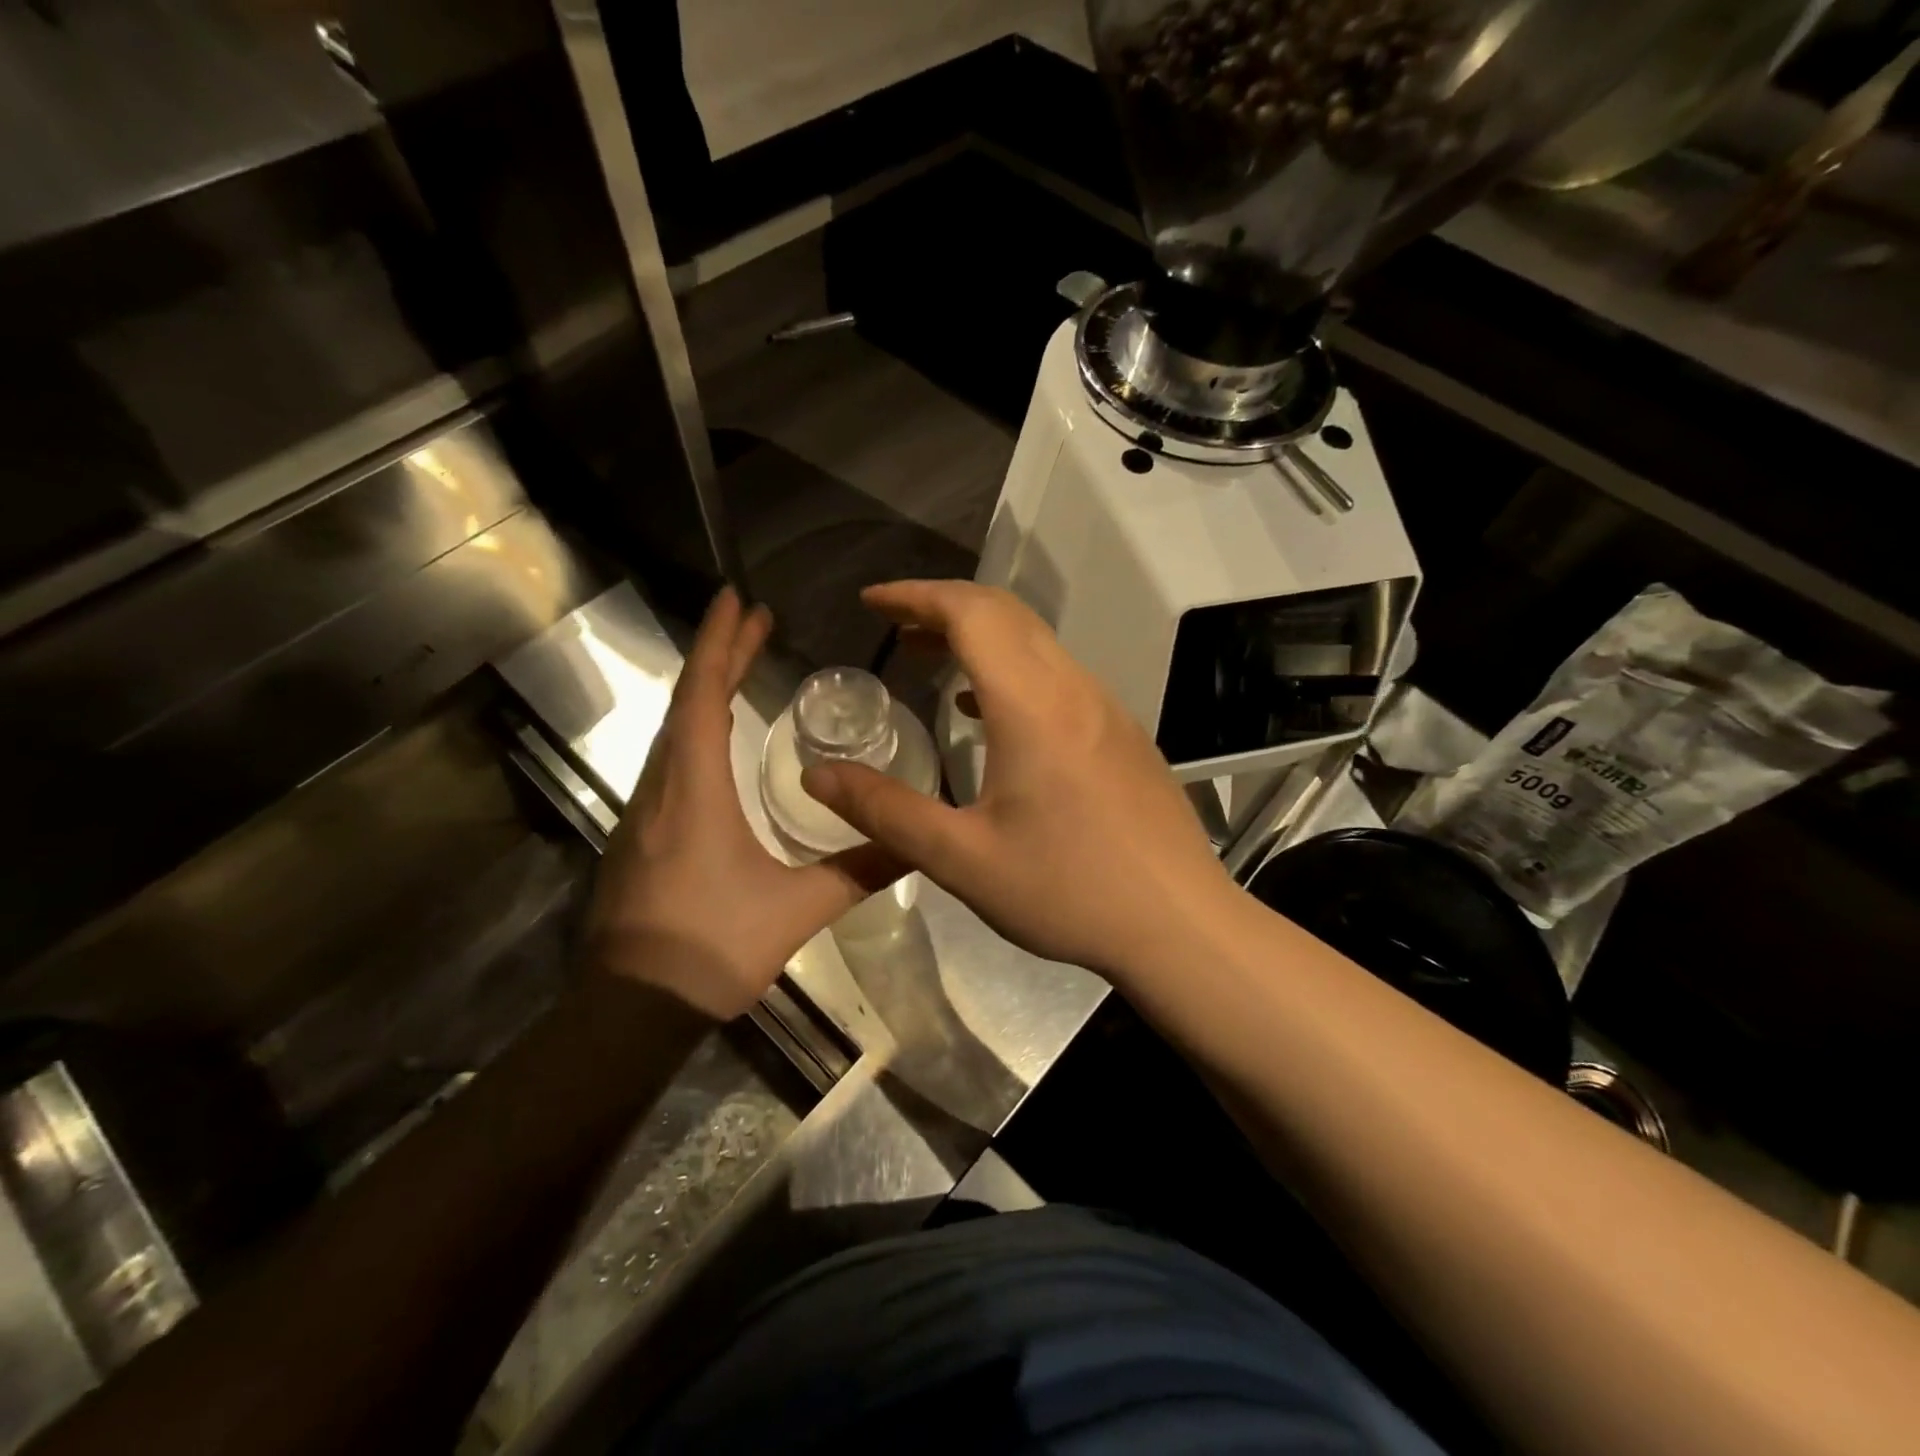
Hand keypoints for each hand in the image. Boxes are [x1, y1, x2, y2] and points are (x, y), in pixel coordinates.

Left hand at [586, 588, 903, 1018]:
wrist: (631, 1011)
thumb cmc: (710, 949)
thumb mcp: (796, 909)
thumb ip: (857, 871)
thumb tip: (918, 844)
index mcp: (694, 790)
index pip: (704, 697)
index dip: (720, 643)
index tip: (737, 599)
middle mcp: (662, 788)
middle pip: (687, 703)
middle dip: (720, 655)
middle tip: (754, 619)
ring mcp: (645, 812)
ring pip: (674, 732)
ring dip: (707, 691)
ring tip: (741, 664)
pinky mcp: (641, 837)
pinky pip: (669, 761)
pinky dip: (696, 728)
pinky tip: (718, 740)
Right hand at [801, 581, 1232, 982]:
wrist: (1180, 925)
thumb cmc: (1068, 891)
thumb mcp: (962, 859)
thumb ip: (885, 811)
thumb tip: (816, 776)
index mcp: (1032, 705)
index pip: (971, 613)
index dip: (915, 595)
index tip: (870, 602)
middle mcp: (1074, 689)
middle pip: (1005, 615)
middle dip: (942, 607)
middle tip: (893, 627)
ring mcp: (1107, 709)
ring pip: (1036, 643)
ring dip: (980, 638)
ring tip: (929, 661)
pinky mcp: (1123, 735)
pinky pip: (1059, 676)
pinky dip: (1012, 670)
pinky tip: (988, 715)